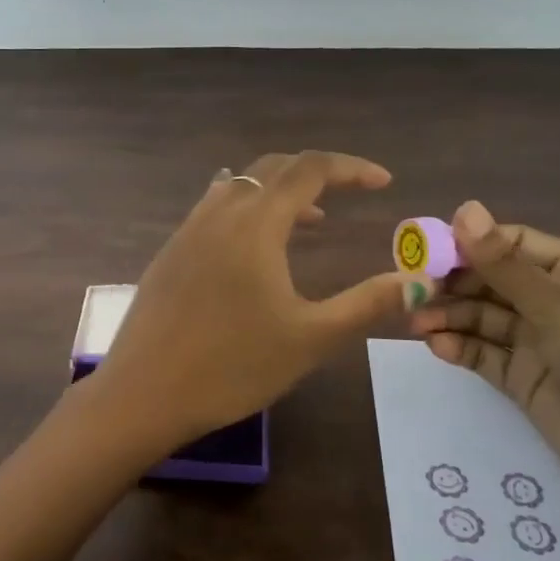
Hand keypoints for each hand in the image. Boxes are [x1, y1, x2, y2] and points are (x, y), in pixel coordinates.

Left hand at [94, 152, 408, 460]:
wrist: (144, 392)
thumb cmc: (232, 367)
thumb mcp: (311, 339)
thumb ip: (366, 304)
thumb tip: (415, 280)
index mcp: (255, 223)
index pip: (309, 168)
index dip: (351, 168)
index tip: (384, 182)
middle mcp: (219, 213)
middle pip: (272, 168)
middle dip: (316, 173)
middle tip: (349, 193)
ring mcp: (188, 230)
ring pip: (240, 186)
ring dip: (279, 192)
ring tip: (309, 221)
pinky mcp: (170, 252)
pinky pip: (214, 208)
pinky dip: (247, 209)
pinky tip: (253, 245)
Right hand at [407, 201, 559, 516]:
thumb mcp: (558, 308)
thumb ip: (503, 264)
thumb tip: (464, 208)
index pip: (511, 245)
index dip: (469, 244)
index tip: (426, 251)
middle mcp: (553, 303)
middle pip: (490, 282)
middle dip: (451, 285)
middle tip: (410, 292)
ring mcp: (538, 342)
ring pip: (482, 318)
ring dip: (449, 317)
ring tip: (416, 324)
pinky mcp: (525, 379)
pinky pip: (484, 355)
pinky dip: (459, 348)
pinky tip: (437, 347)